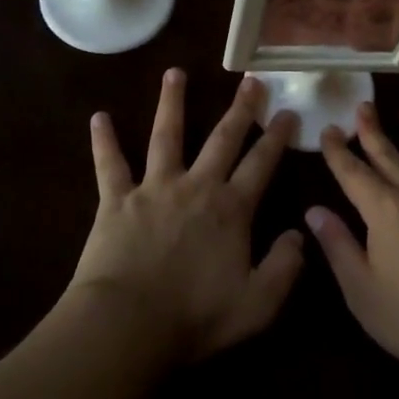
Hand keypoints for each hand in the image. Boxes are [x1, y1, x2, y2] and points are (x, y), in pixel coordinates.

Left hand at [67, 69, 302, 364]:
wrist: (127, 325)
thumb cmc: (195, 317)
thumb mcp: (258, 303)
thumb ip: (285, 267)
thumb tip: (299, 234)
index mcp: (231, 209)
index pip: (262, 164)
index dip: (278, 137)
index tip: (288, 111)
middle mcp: (196, 186)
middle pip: (223, 138)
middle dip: (240, 108)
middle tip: (250, 79)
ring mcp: (154, 188)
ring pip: (167, 135)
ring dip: (172, 102)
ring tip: (175, 72)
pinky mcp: (116, 200)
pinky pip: (109, 164)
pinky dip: (104, 141)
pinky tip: (99, 117)